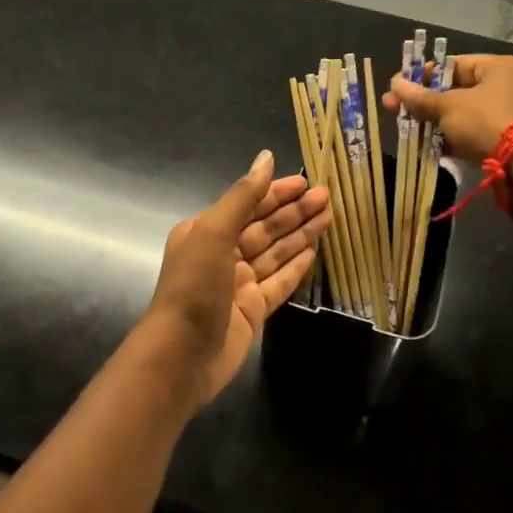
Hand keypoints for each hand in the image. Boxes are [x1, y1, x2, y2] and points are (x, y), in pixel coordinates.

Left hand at [143, 150, 330, 405]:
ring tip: (330, 217)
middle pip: (265, 227)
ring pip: (275, 253)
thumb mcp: (214, 232)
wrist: (182, 355)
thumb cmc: (194, 286)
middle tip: (327, 197)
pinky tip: (315, 251)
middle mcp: (222, 254)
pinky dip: (296, 266)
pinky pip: (279, 282)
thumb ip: (243, 196)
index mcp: (205, 231)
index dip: (276, 192)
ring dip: (301, 235)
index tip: (306, 182)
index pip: (248, 204)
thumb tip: (266, 158)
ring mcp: (238, 283)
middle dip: (294, 212)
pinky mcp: (253, 309)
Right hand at [385, 53, 512, 162]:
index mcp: (502, 66)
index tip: (400, 86)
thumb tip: (395, 84)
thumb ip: (420, 97)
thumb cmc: (485, 121)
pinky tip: (432, 145)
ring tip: (411, 129)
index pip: (454, 64)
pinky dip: (457, 136)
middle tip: (397, 108)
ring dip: (439, 120)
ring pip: (467, 112)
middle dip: (427, 101)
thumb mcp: (448, 107)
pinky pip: (478, 130)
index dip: (423, 75)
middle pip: (460, 89)